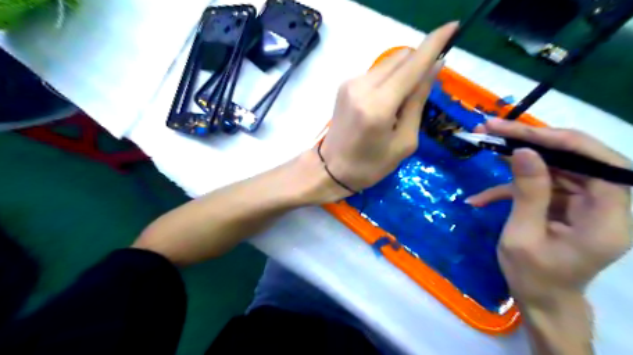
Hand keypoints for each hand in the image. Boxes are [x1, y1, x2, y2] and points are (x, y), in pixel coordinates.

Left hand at [319, 22, 458, 194]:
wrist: (331, 169)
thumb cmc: (370, 165)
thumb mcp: (404, 142)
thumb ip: (418, 102)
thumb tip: (434, 67)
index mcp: (378, 106)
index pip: (412, 65)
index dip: (435, 43)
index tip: (453, 27)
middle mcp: (362, 86)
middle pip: (401, 58)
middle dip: (418, 64)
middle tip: (423, 90)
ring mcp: (350, 83)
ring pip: (388, 63)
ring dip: (403, 74)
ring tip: (400, 104)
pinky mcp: (345, 85)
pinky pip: (376, 73)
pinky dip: (389, 80)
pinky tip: (385, 103)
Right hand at [466, 118, 629, 305]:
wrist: (540, 301)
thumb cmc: (532, 276)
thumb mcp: (522, 236)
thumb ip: (528, 193)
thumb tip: (525, 152)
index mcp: (606, 220)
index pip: (599, 164)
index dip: (562, 142)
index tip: (519, 132)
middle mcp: (605, 207)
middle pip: (575, 159)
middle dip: (533, 143)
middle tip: (494, 129)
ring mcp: (584, 205)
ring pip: (555, 169)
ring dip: (517, 161)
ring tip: (486, 147)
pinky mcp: (565, 207)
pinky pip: (540, 188)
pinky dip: (510, 190)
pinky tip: (481, 199)